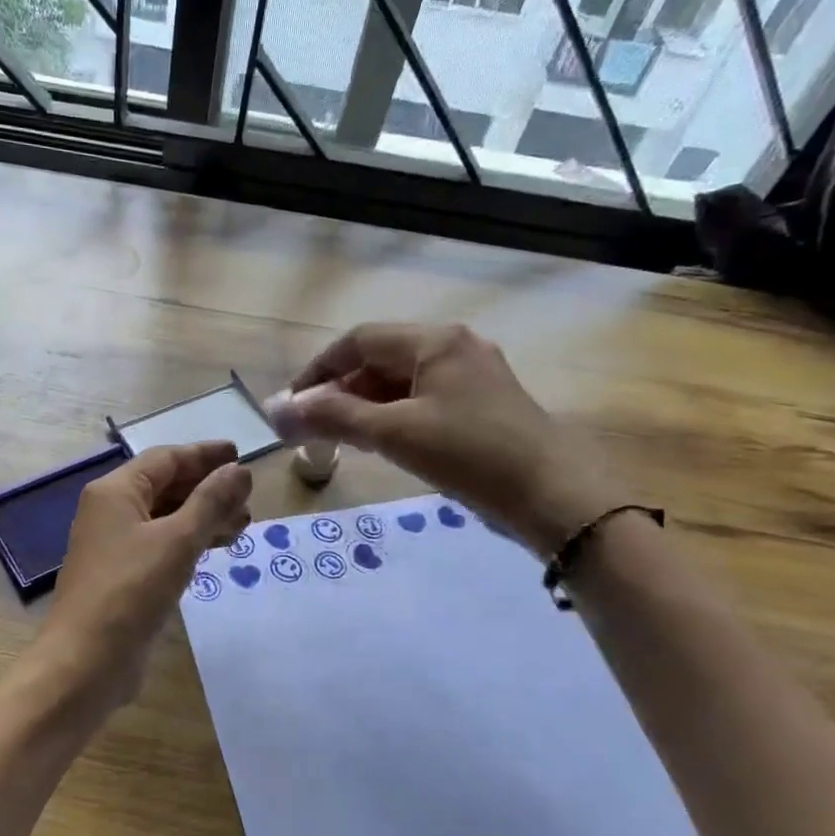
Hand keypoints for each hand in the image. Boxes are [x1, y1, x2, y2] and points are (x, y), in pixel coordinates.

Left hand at [31, 441, 252, 716]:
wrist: (86, 660)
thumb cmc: (131, 591)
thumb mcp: (177, 541)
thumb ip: (211, 502)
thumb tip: (240, 471)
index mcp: (115, 491)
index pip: (166, 459)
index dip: (204, 455)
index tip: (240, 456)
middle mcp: (111, 511)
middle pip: (165, 486)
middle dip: (208, 489)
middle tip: (248, 499)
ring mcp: (115, 545)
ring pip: (166, 517)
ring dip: (203, 517)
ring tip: (242, 526)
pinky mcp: (123, 575)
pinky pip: (161, 545)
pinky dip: (189, 542)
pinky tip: (214, 549)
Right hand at [276, 323, 623, 555]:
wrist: (554, 495)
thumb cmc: (469, 454)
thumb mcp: (394, 433)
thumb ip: (335, 416)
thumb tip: (280, 409)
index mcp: (434, 341)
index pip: (358, 341)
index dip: (318, 370)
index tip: (293, 405)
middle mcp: (454, 346)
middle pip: (380, 358)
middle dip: (341, 389)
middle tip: (316, 427)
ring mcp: (473, 374)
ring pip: (402, 380)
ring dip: (366, 404)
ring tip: (345, 438)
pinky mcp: (484, 402)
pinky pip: (424, 397)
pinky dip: (395, 414)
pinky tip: (385, 442)